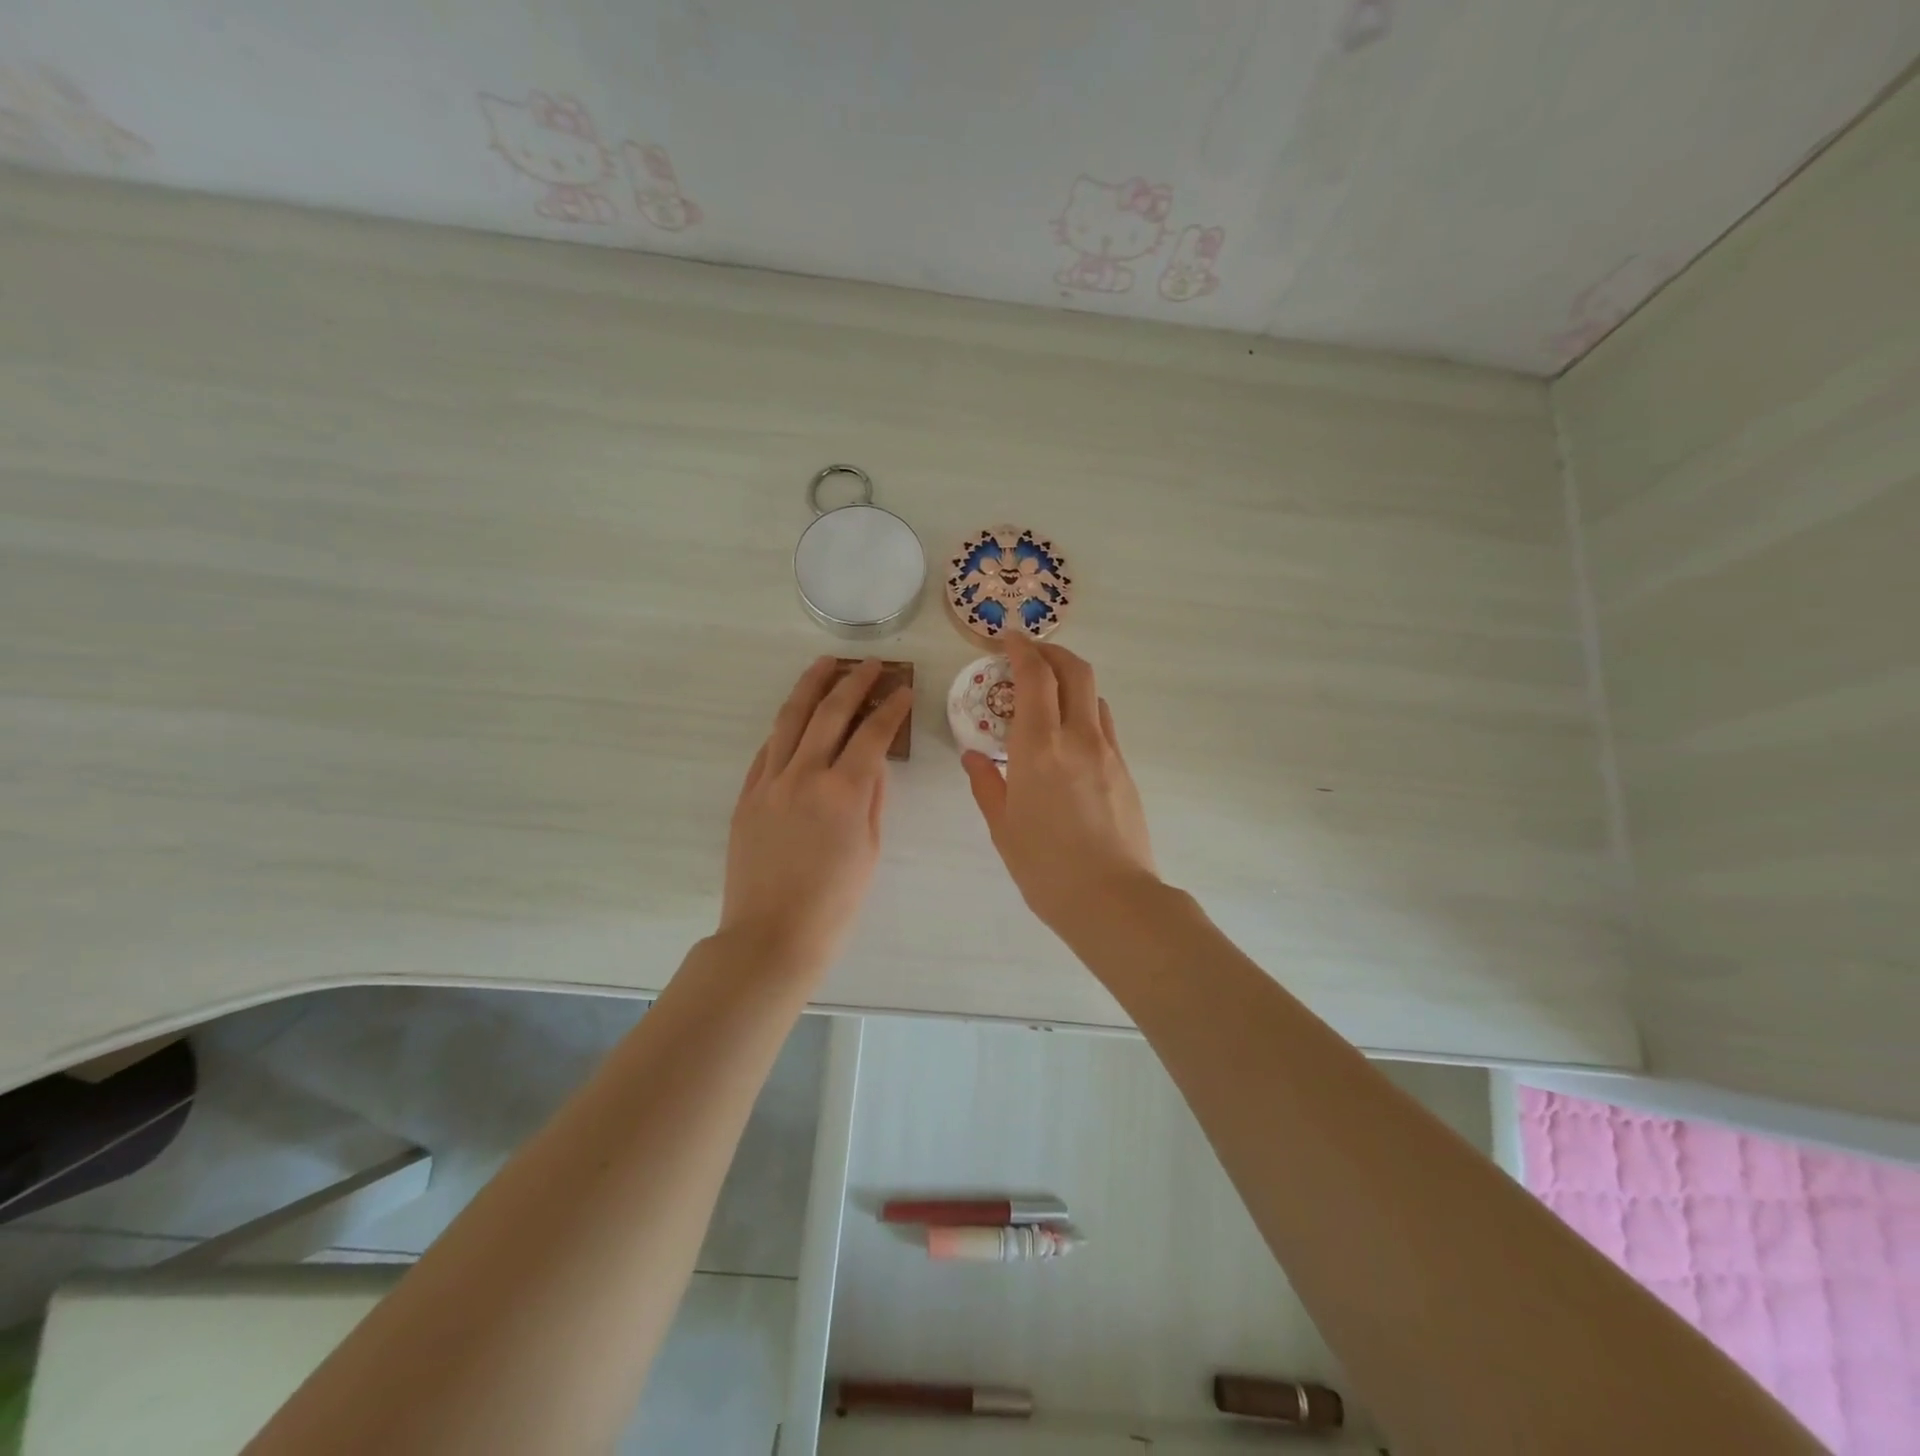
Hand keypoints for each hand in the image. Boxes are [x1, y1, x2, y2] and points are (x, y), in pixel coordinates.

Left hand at [721, 657, 911, 971]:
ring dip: (810, 687)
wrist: (771, 937)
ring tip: (824, 664)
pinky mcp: (747, 796)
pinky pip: (767, 749)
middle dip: (854, 681)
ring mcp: (769, 782)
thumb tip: (873, 764)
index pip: (873, 733)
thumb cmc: (834, 905)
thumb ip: (871, 799)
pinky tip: (795, 717)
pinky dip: (785, 727)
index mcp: (843, 791)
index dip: (891, 707)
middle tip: (870, 664)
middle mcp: (804, 775)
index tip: (904, 689)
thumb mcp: (869, 851)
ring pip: (790, 719)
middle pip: (830, 712)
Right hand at [961, 635, 1158, 933]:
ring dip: (1071, 680)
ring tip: (1047, 694)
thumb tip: (974, 755)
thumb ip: (987, 783)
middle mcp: (1078, 737)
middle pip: (1075, 670)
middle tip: (1030, 653)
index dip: (1022, 649)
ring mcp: (1108, 752)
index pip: (1035, 677)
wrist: (1113, 899)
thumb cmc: (1046, 868)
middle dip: (1052, 651)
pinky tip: (1067, 736)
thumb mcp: (1003, 827)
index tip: (1008, 637)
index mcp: (1039, 747)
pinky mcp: (1125, 770)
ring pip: (1094, 695)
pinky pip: (1103, 724)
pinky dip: (1084, 711)